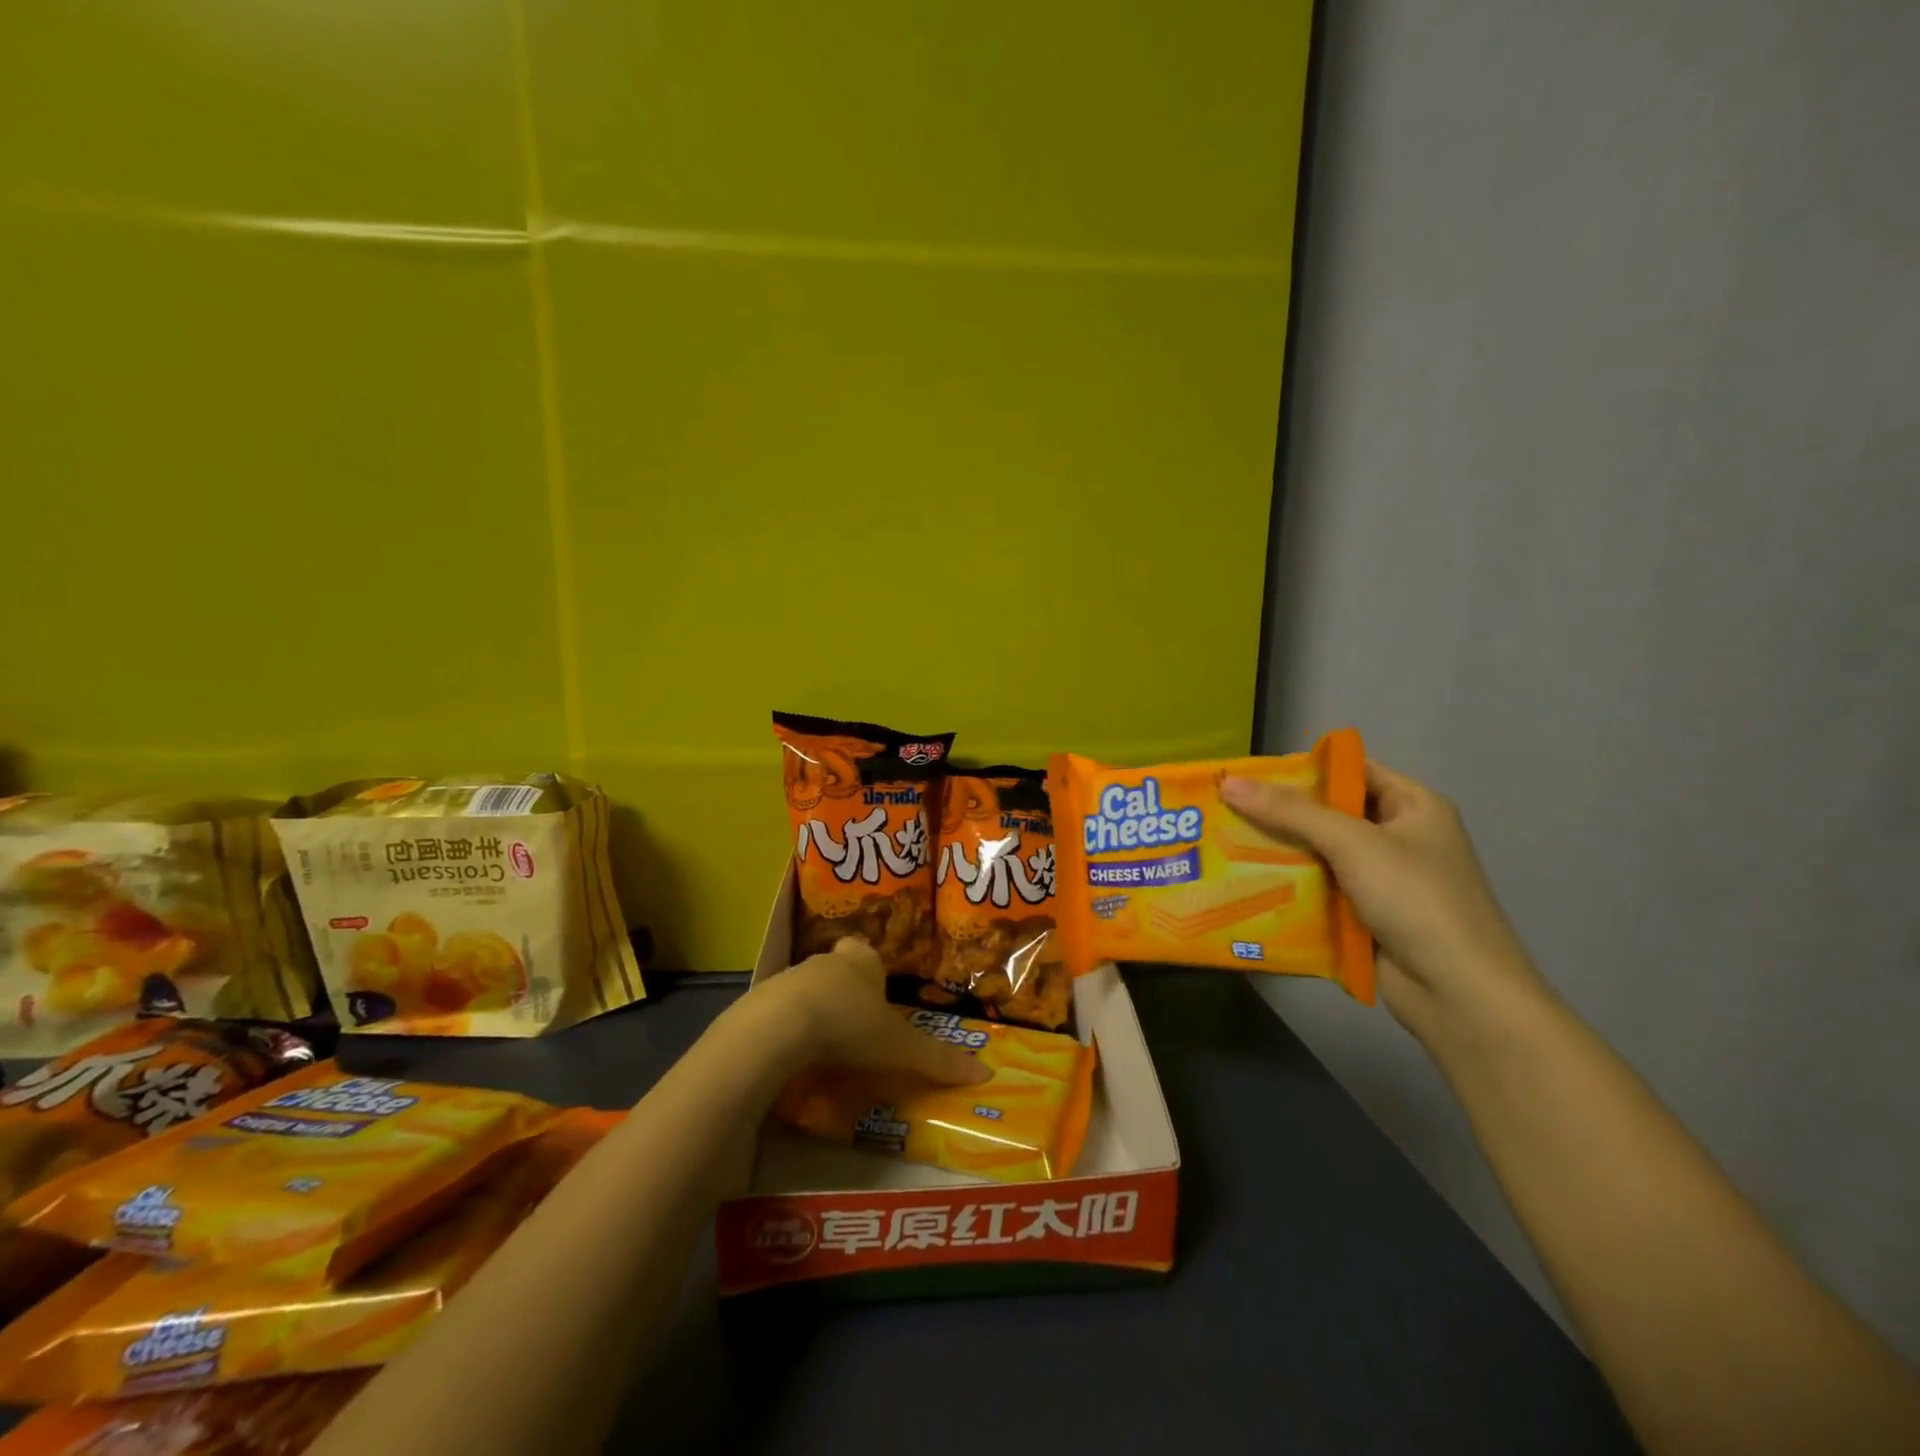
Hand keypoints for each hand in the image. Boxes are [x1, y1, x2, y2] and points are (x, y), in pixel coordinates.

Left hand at [757, 938, 991, 1085]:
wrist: (779, 1026)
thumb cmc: (849, 1024)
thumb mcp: (899, 1047)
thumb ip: (938, 1059)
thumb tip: (986, 1073)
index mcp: (861, 962)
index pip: (867, 953)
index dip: (870, 968)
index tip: (875, 990)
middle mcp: (826, 962)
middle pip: (837, 968)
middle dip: (844, 988)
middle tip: (854, 1020)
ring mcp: (790, 978)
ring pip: (807, 987)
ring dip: (815, 1008)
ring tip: (825, 1044)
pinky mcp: (761, 1001)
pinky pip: (779, 1011)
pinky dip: (788, 1028)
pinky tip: (793, 1055)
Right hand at [1220, 760, 1548, 1034]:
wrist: (1459, 993)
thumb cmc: (1416, 899)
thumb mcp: (1352, 843)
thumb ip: (1291, 812)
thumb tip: (1230, 783)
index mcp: (1413, 806)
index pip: (1351, 771)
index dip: (1303, 769)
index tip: (1249, 775)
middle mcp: (1400, 837)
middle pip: (1330, 814)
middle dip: (1280, 814)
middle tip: (1225, 810)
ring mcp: (1384, 880)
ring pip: (1320, 855)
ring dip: (1280, 853)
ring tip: (1225, 844)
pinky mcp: (1367, 917)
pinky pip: (1320, 891)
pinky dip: (1290, 888)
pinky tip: (1248, 885)